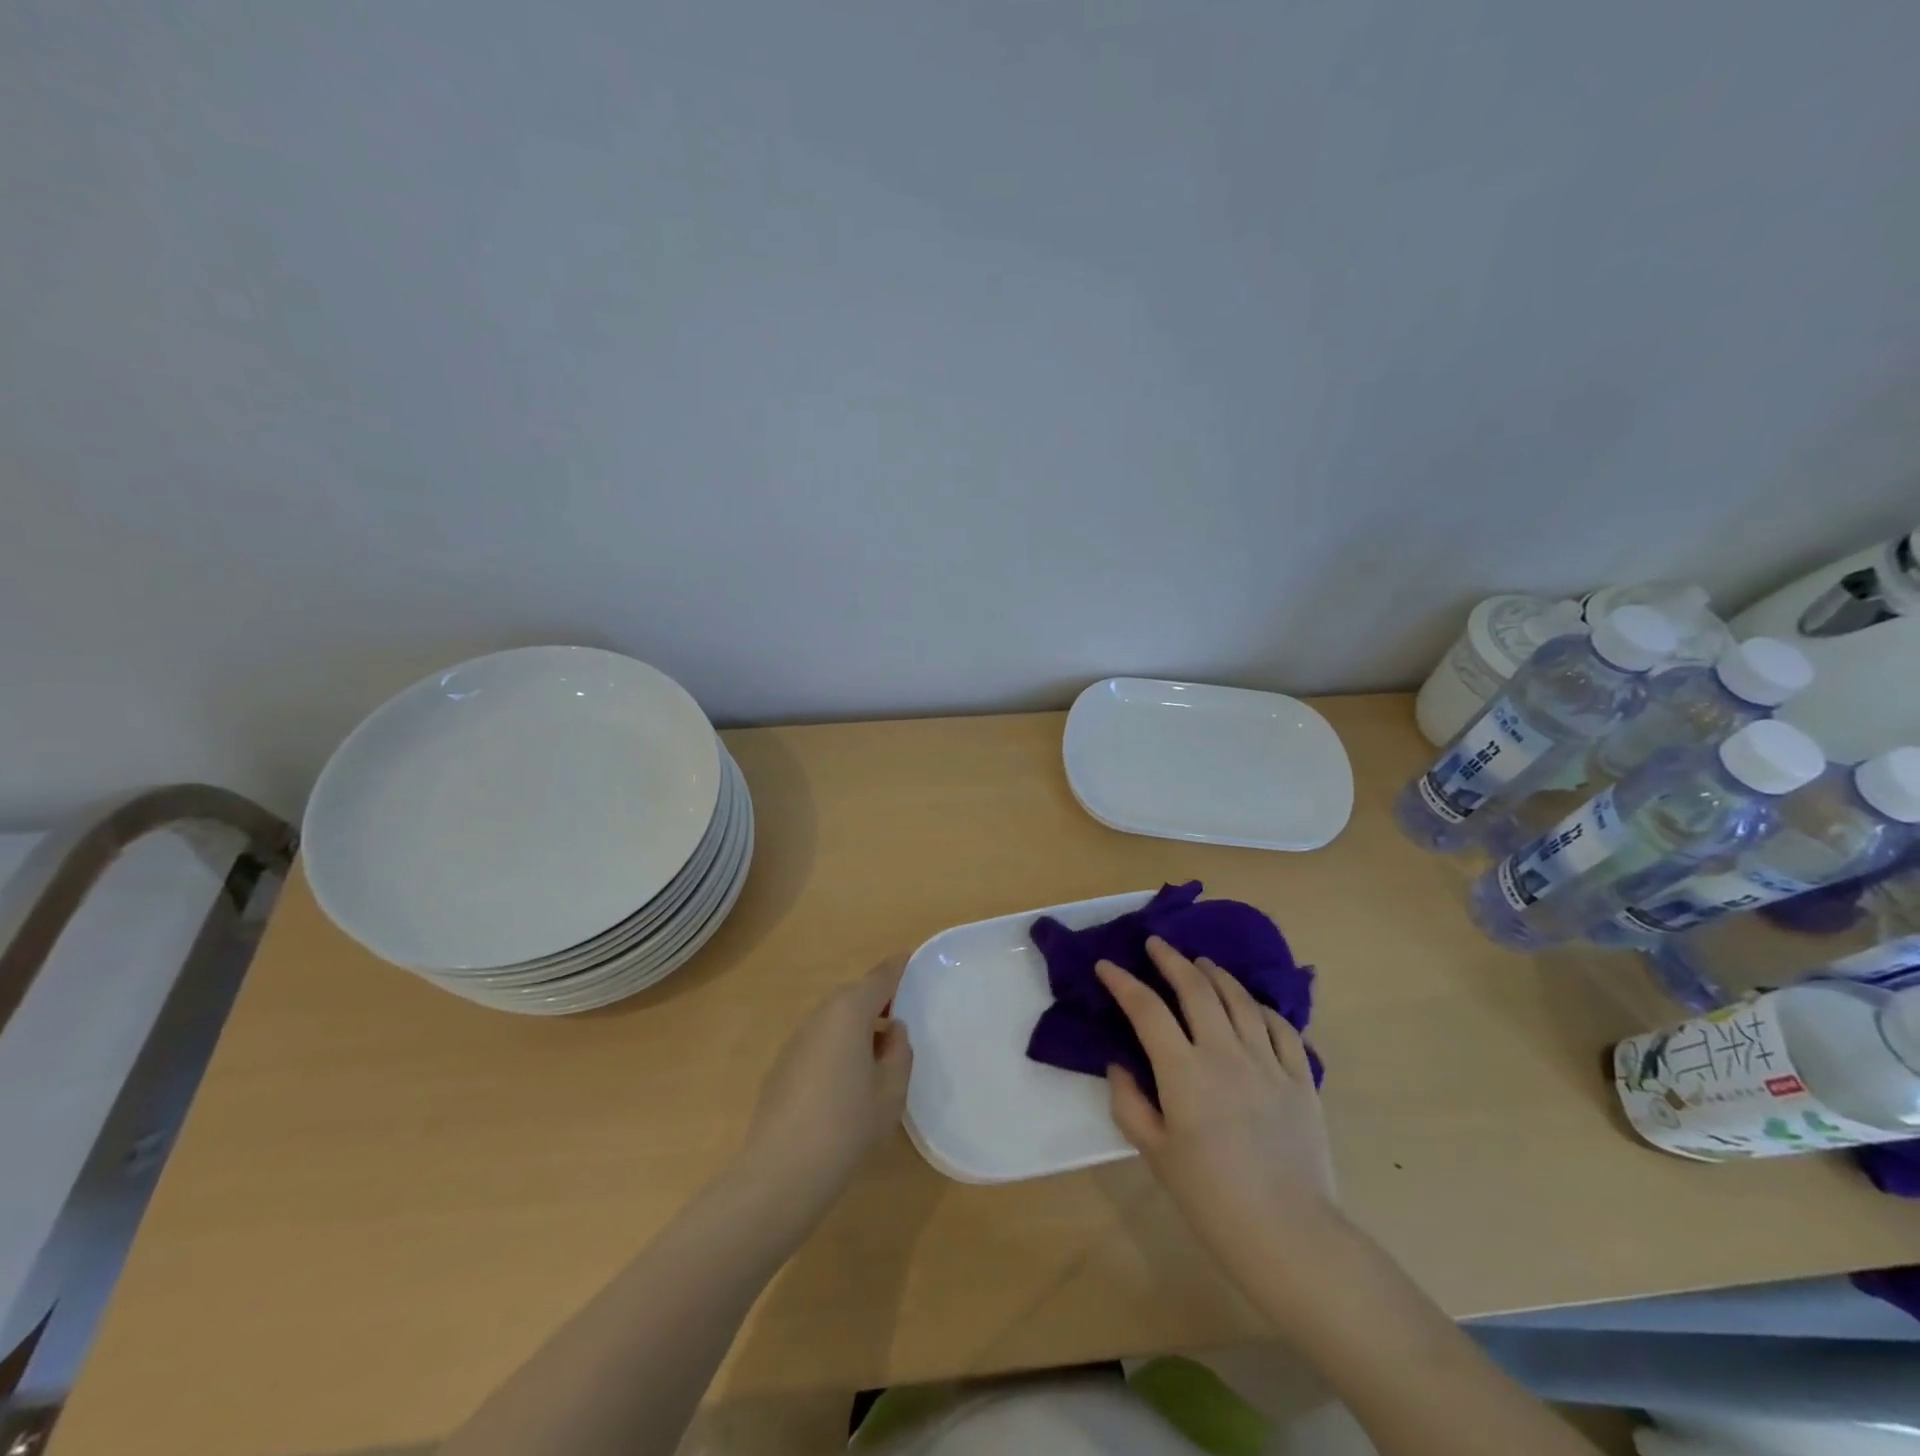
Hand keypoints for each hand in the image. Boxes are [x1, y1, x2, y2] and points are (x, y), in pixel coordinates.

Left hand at [740, 956, 912, 1207]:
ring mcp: (795, 1040)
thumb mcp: (891, 1091)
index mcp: (849, 1011)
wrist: (782, 1171)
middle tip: (901, 1020)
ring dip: (855, 1027)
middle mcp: (820, 1015)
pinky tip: (844, 1084)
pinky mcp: (781, 1066)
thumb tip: (893, 1032)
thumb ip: (898, 1053)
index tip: (912, 961)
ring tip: (876, 1056)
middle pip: (853, 996)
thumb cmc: (848, 1124)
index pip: (880, 977)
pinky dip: (835, 1048)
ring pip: (833, 1020)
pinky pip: (817, 1043)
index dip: (898, 968)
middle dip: (877, 1001)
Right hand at [1097, 937, 1338, 1283]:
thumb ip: (1129, 1102)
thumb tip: (1120, 1064)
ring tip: (1201, 962)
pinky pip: (1282, 1027)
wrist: (1289, 1234)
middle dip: (1171, 959)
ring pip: (1240, 999)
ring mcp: (1268, 1061)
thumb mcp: (1154, 1153)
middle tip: (1156, 943)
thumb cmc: (1210, 1198)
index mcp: (1183, 1071)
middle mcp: (1224, 1052)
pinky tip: (1251, 1003)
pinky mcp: (1301, 1078)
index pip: (1146, 1008)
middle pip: (1196, 989)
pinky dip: (1262, 1007)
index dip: (1122, 982)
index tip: (1105, 965)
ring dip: (1216, 974)